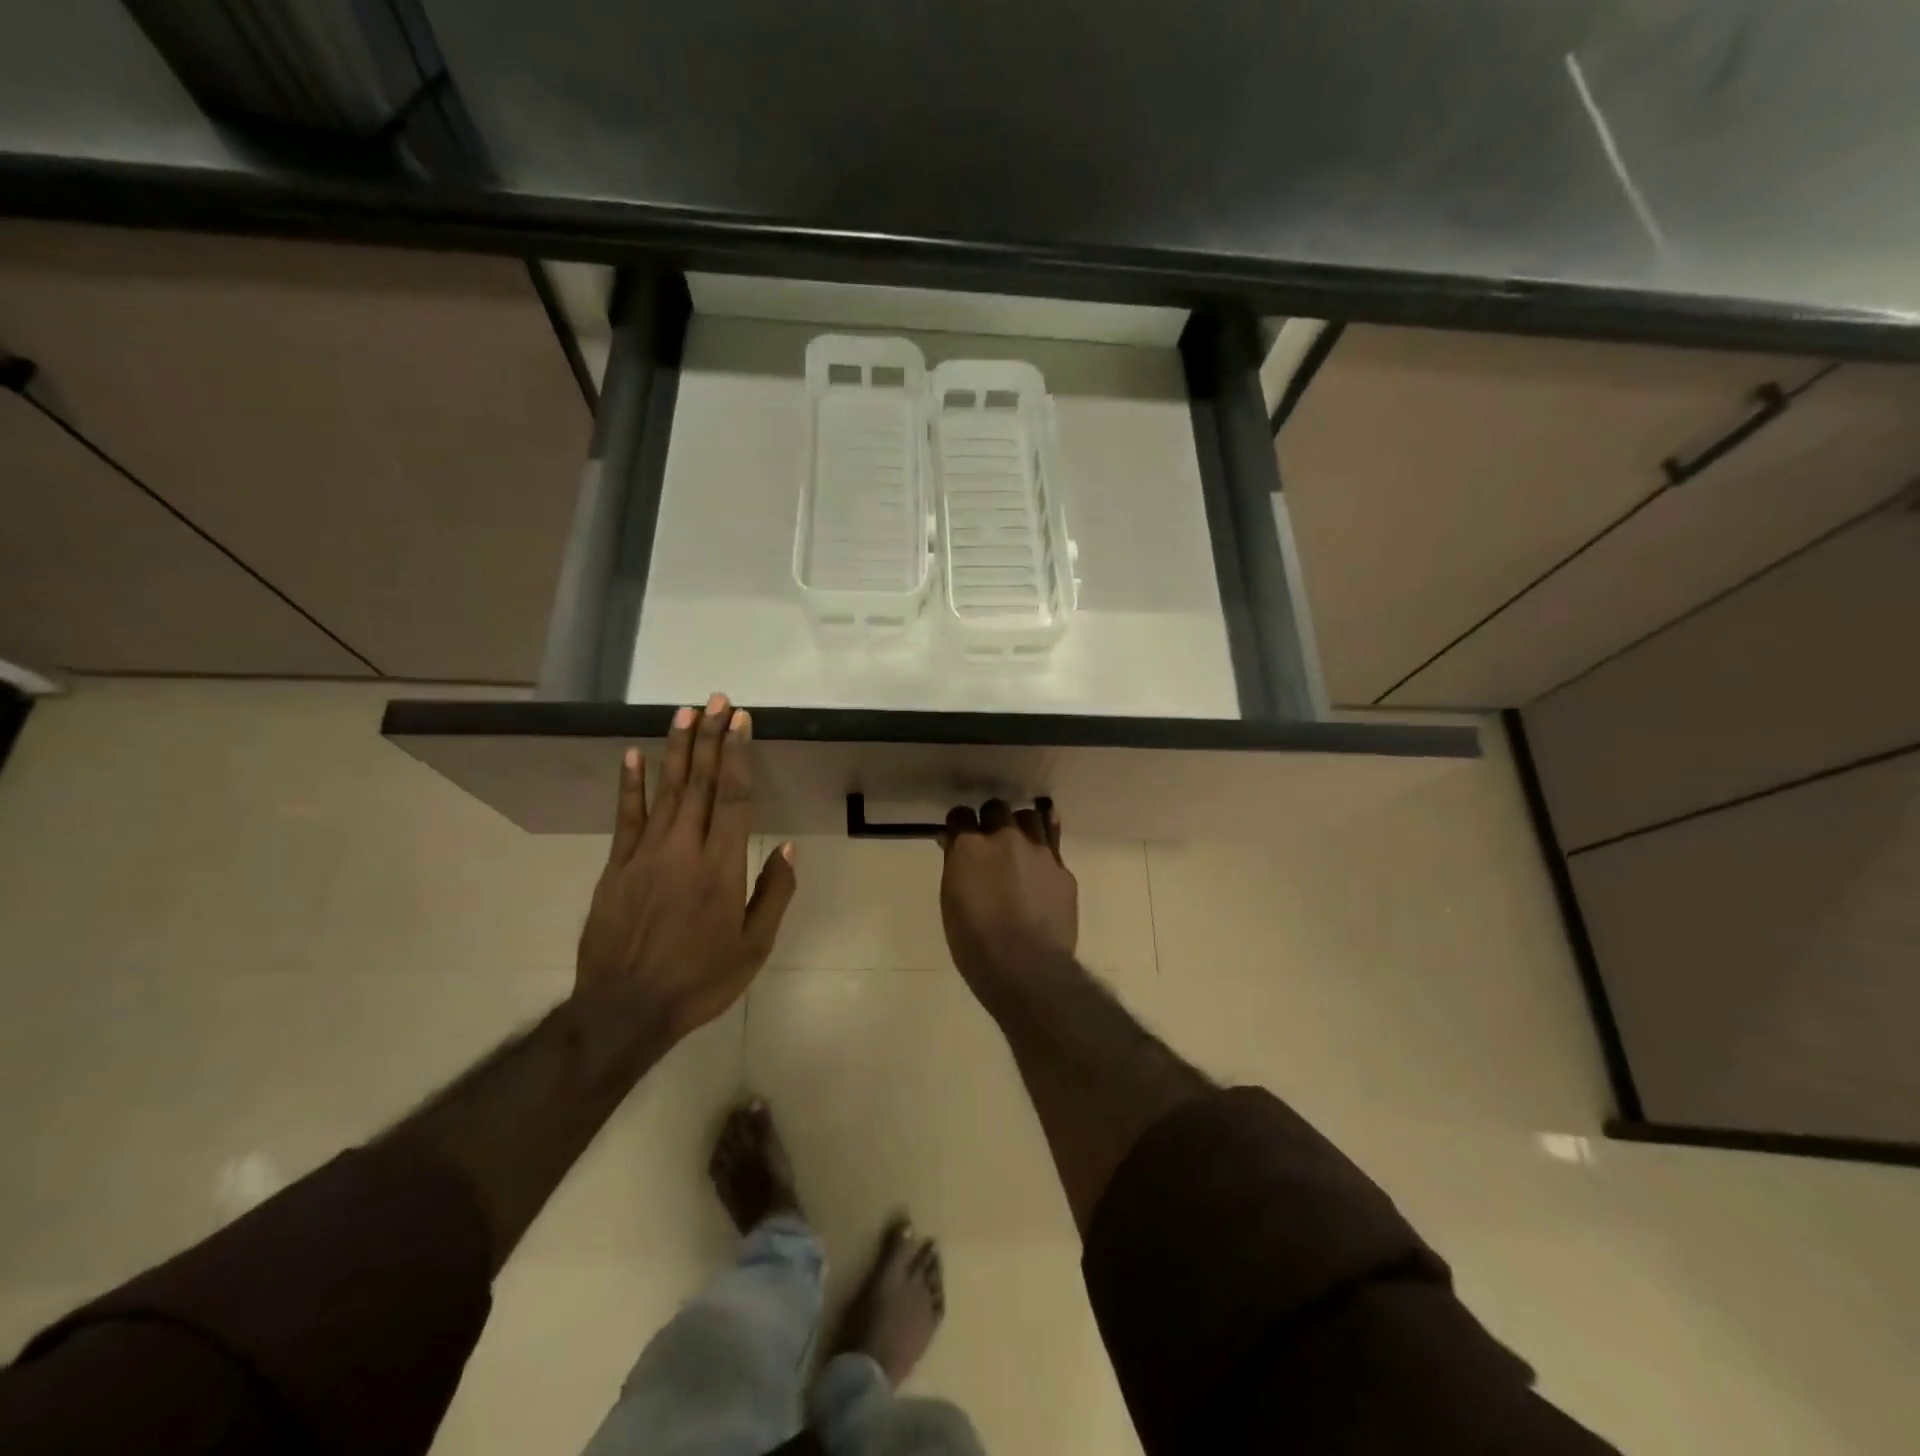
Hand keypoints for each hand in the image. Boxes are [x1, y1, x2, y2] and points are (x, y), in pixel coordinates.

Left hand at [576, 693, 795, 1043]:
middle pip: (699, 782)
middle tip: (717, 699)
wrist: (624, 1009)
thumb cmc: (699, 980)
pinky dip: (630, 785)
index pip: (733, 797)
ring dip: (676, 748)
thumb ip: (773, 894)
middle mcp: (684, 849)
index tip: (742, 721)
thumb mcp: (753, 947)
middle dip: (710, 737)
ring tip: (684, 712)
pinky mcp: (617, 867)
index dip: (738, 755)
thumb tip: (788, 849)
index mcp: (721, 867)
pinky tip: (633, 756)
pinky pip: (625, 817)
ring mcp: (645, 854)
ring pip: (665, 790)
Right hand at [939, 799, 1077, 998]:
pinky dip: (1045, 846)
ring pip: (1030, 817)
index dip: (959, 825)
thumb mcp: (951, 903)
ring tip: (1018, 845)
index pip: (960, 815)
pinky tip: (1041, 859)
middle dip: (990, 820)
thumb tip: (955, 846)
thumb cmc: (975, 943)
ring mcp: (1039, 851)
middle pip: (996, 809)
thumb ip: (956, 867)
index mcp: (970, 847)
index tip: (958, 837)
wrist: (1027, 968)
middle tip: (988, 843)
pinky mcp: (1062, 868)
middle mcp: (1005, 838)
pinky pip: (1053, 843)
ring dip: (1020, 827)